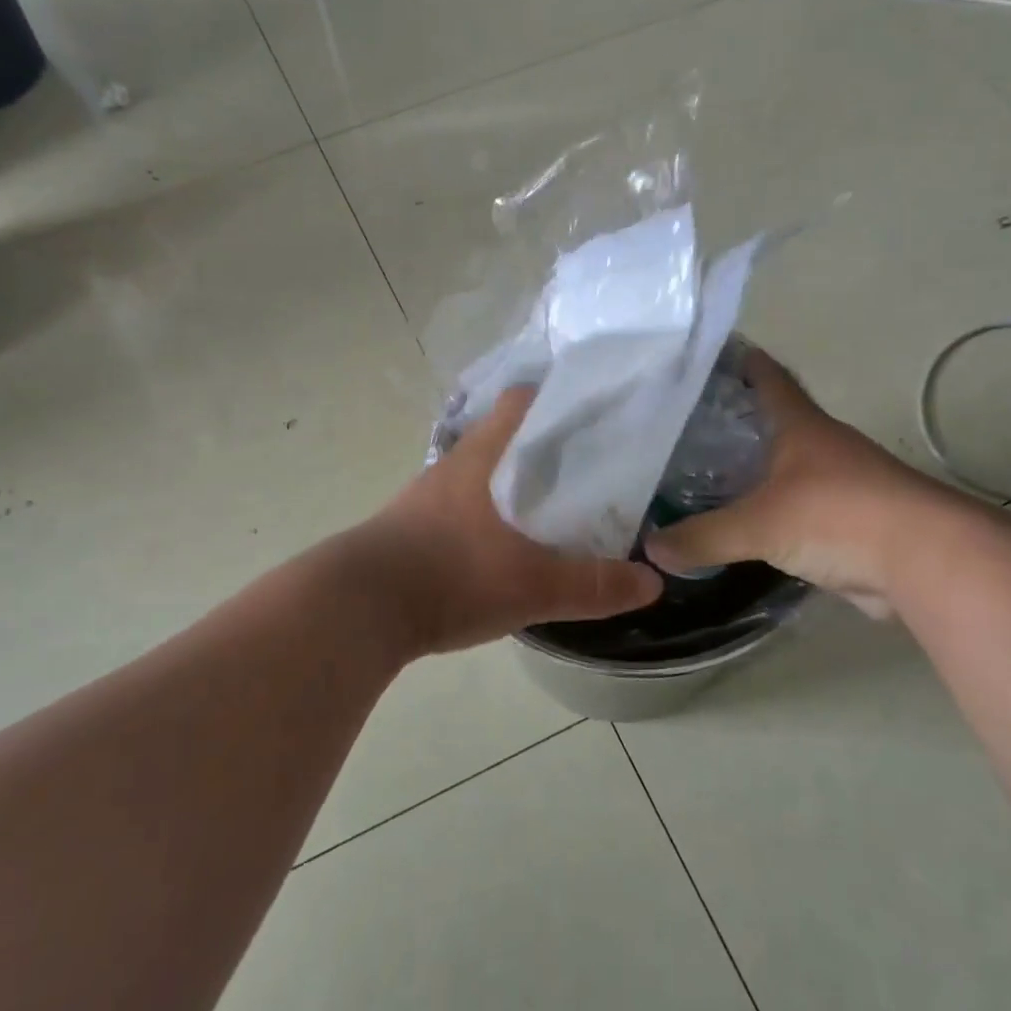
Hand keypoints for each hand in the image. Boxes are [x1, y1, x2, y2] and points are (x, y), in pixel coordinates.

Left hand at [360, 388, 662, 654]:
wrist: (358, 608)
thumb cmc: (452, 577)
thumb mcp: (534, 586)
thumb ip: (594, 584)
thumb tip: (652, 583)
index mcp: (485, 457)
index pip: (522, 402)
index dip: (559, 402)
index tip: (595, 419)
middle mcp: (455, 466)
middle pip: (506, 439)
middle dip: (545, 452)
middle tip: (588, 474)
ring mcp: (428, 496)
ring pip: (483, 475)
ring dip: (514, 488)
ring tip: (554, 514)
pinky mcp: (410, 527)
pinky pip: (461, 509)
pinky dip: (488, 518)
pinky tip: (505, 550)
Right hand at [644, 350, 964, 618]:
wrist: (928, 562)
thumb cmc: (839, 516)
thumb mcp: (759, 525)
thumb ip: (703, 536)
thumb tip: (650, 548)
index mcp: (801, 428)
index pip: (767, 378)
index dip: (741, 362)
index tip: (709, 352)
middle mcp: (820, 448)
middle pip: (772, 423)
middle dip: (733, 422)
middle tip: (682, 425)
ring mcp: (838, 486)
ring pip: (782, 470)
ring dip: (751, 472)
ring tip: (701, 476)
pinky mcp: (847, 525)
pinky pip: (794, 512)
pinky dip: (767, 515)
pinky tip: (739, 526)